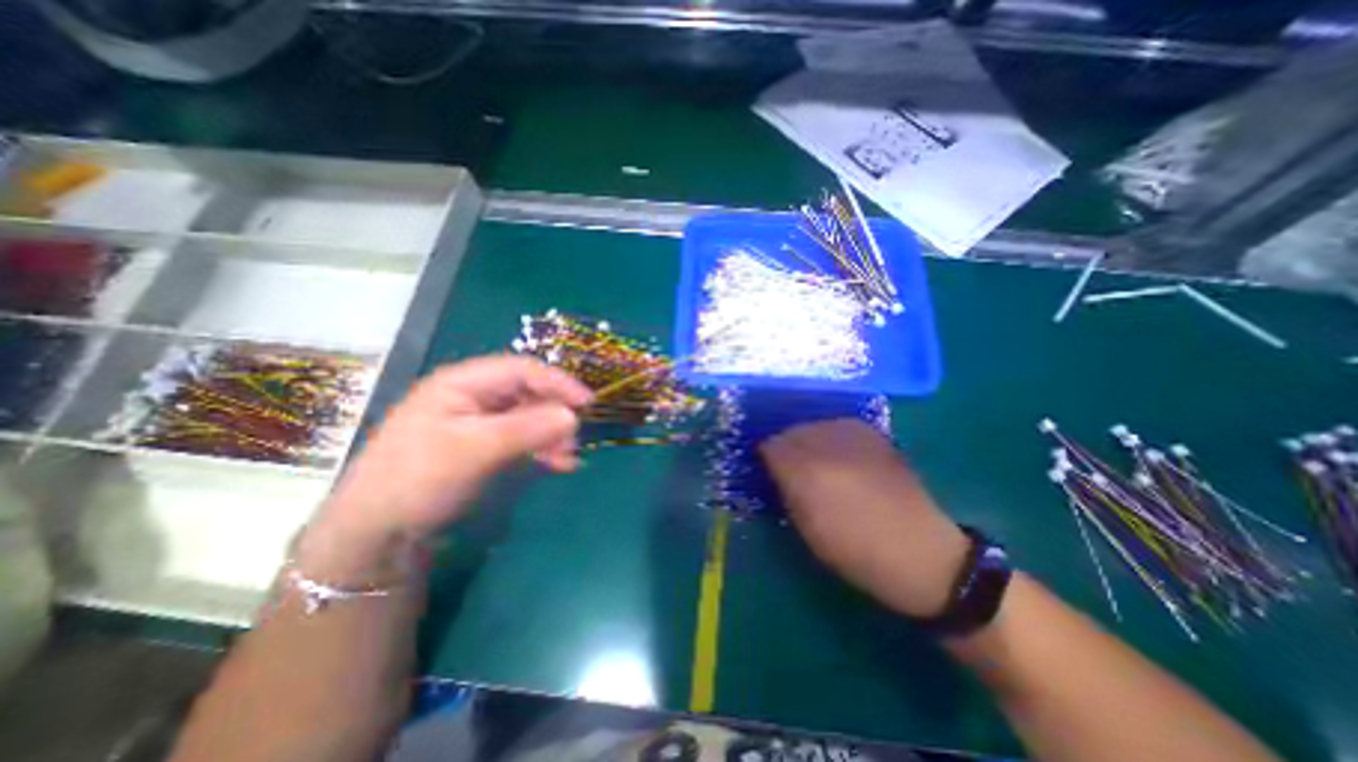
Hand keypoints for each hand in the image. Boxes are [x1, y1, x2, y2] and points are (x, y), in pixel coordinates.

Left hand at [297, 355, 592, 578]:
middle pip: (528, 392)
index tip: (587, 402)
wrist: (377, 532)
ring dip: (551, 434)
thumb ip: (525, 429)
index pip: (522, 369)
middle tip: (575, 439)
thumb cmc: (417, 480)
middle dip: (555, 413)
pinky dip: (542, 448)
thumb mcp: (473, 450)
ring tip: (567, 458)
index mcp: (463, 382)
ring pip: (529, 416)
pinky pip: (522, 437)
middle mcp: (474, 395)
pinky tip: (558, 463)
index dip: (558, 382)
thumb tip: (573, 416)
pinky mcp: (484, 444)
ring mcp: (479, 420)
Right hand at [758, 419, 969, 622]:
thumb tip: (774, 467)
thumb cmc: (855, 550)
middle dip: (786, 445)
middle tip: (788, 465)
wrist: (921, 553)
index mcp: (807, 471)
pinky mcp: (874, 434)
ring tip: (814, 459)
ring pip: (814, 424)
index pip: (771, 446)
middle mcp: (827, 444)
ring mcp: (854, 435)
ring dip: (807, 438)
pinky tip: (838, 453)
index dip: (766, 456)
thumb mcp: (807, 527)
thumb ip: (785, 489)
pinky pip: (838, 425)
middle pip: (791, 430)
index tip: (767, 469)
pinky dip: (830, 435)